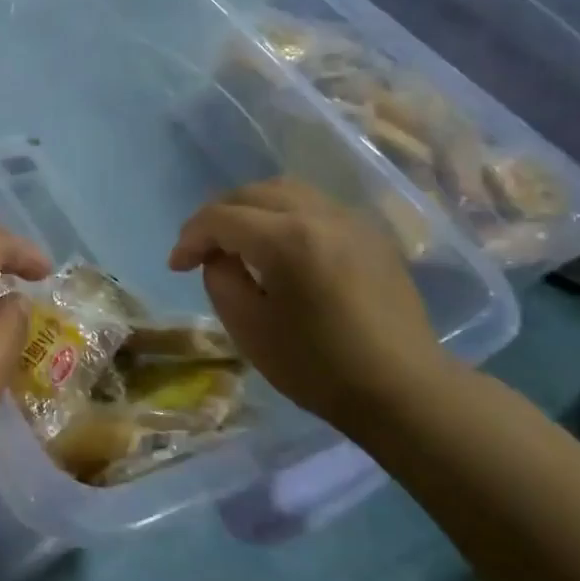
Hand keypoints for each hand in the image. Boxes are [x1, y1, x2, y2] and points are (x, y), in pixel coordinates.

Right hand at [168, 179, 451, 431]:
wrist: (402, 390)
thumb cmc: (318, 367)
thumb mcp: (249, 329)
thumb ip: (221, 281)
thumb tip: (219, 257)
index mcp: (286, 240)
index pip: (222, 217)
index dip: (190, 237)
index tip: (177, 266)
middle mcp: (320, 215)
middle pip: (252, 193)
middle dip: (217, 215)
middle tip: (201, 249)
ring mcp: (351, 220)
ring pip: (287, 191)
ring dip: (251, 209)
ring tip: (237, 241)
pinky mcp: (370, 234)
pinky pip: (316, 206)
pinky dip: (284, 214)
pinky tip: (279, 247)